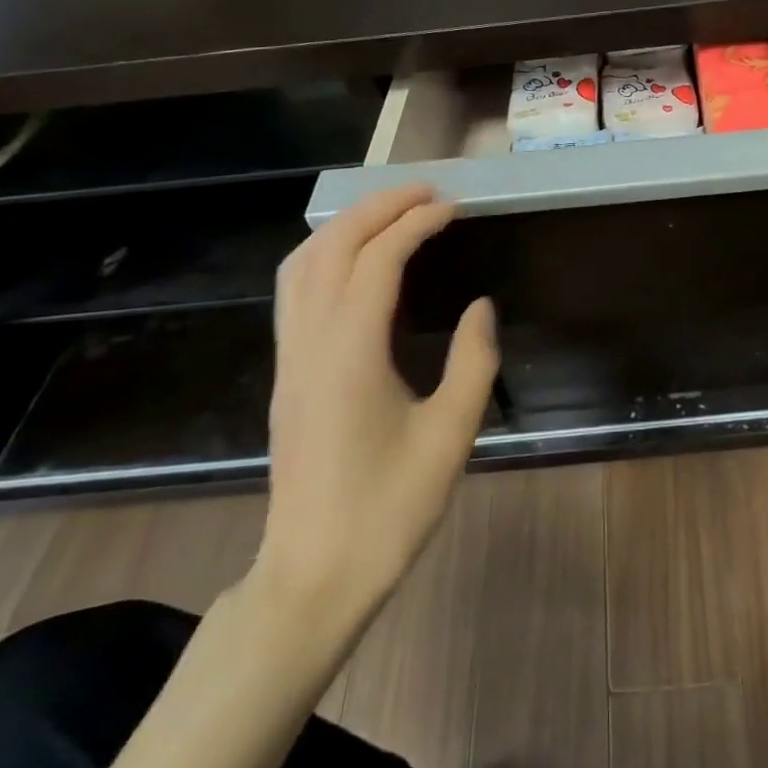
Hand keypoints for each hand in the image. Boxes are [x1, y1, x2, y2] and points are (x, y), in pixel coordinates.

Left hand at [252, 185, 497, 618]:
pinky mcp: (287, 374)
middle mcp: (310, 343)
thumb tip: (480, 307)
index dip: (416, 223)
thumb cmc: (389, 510)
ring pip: (302, 264)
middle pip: (332, 247)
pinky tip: (356, 261)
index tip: (453, 207)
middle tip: (426, 192)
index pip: (378, 261)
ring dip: (345, 225)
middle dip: (377, 207)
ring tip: (392, 212)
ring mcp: (290, 358)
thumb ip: (473, 361)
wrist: (313, 576)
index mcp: (351, 354)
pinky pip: (295, 291)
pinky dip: (326, 254)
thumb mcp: (450, 436)